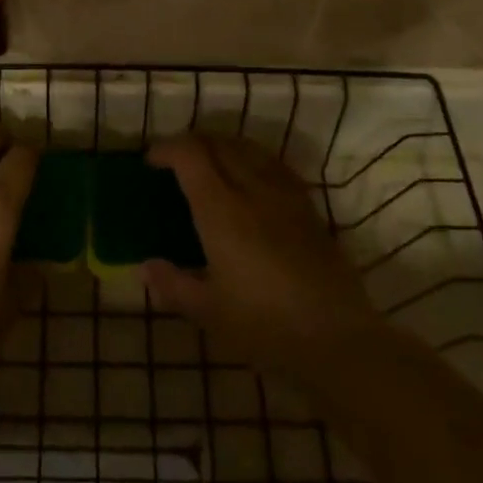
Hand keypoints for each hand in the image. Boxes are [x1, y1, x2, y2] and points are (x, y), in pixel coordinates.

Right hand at [143, 134, 376, 386]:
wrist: (337, 339)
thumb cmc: (264, 326)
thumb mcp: (209, 312)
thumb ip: (173, 285)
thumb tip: (146, 267)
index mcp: (220, 209)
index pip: (190, 155)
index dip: (167, 149)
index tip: (151, 162)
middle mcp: (251, 189)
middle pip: (218, 143)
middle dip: (192, 143)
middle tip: (176, 162)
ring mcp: (284, 195)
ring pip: (249, 147)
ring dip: (223, 145)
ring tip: (211, 164)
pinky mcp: (308, 207)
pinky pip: (274, 165)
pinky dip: (253, 159)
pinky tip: (252, 179)